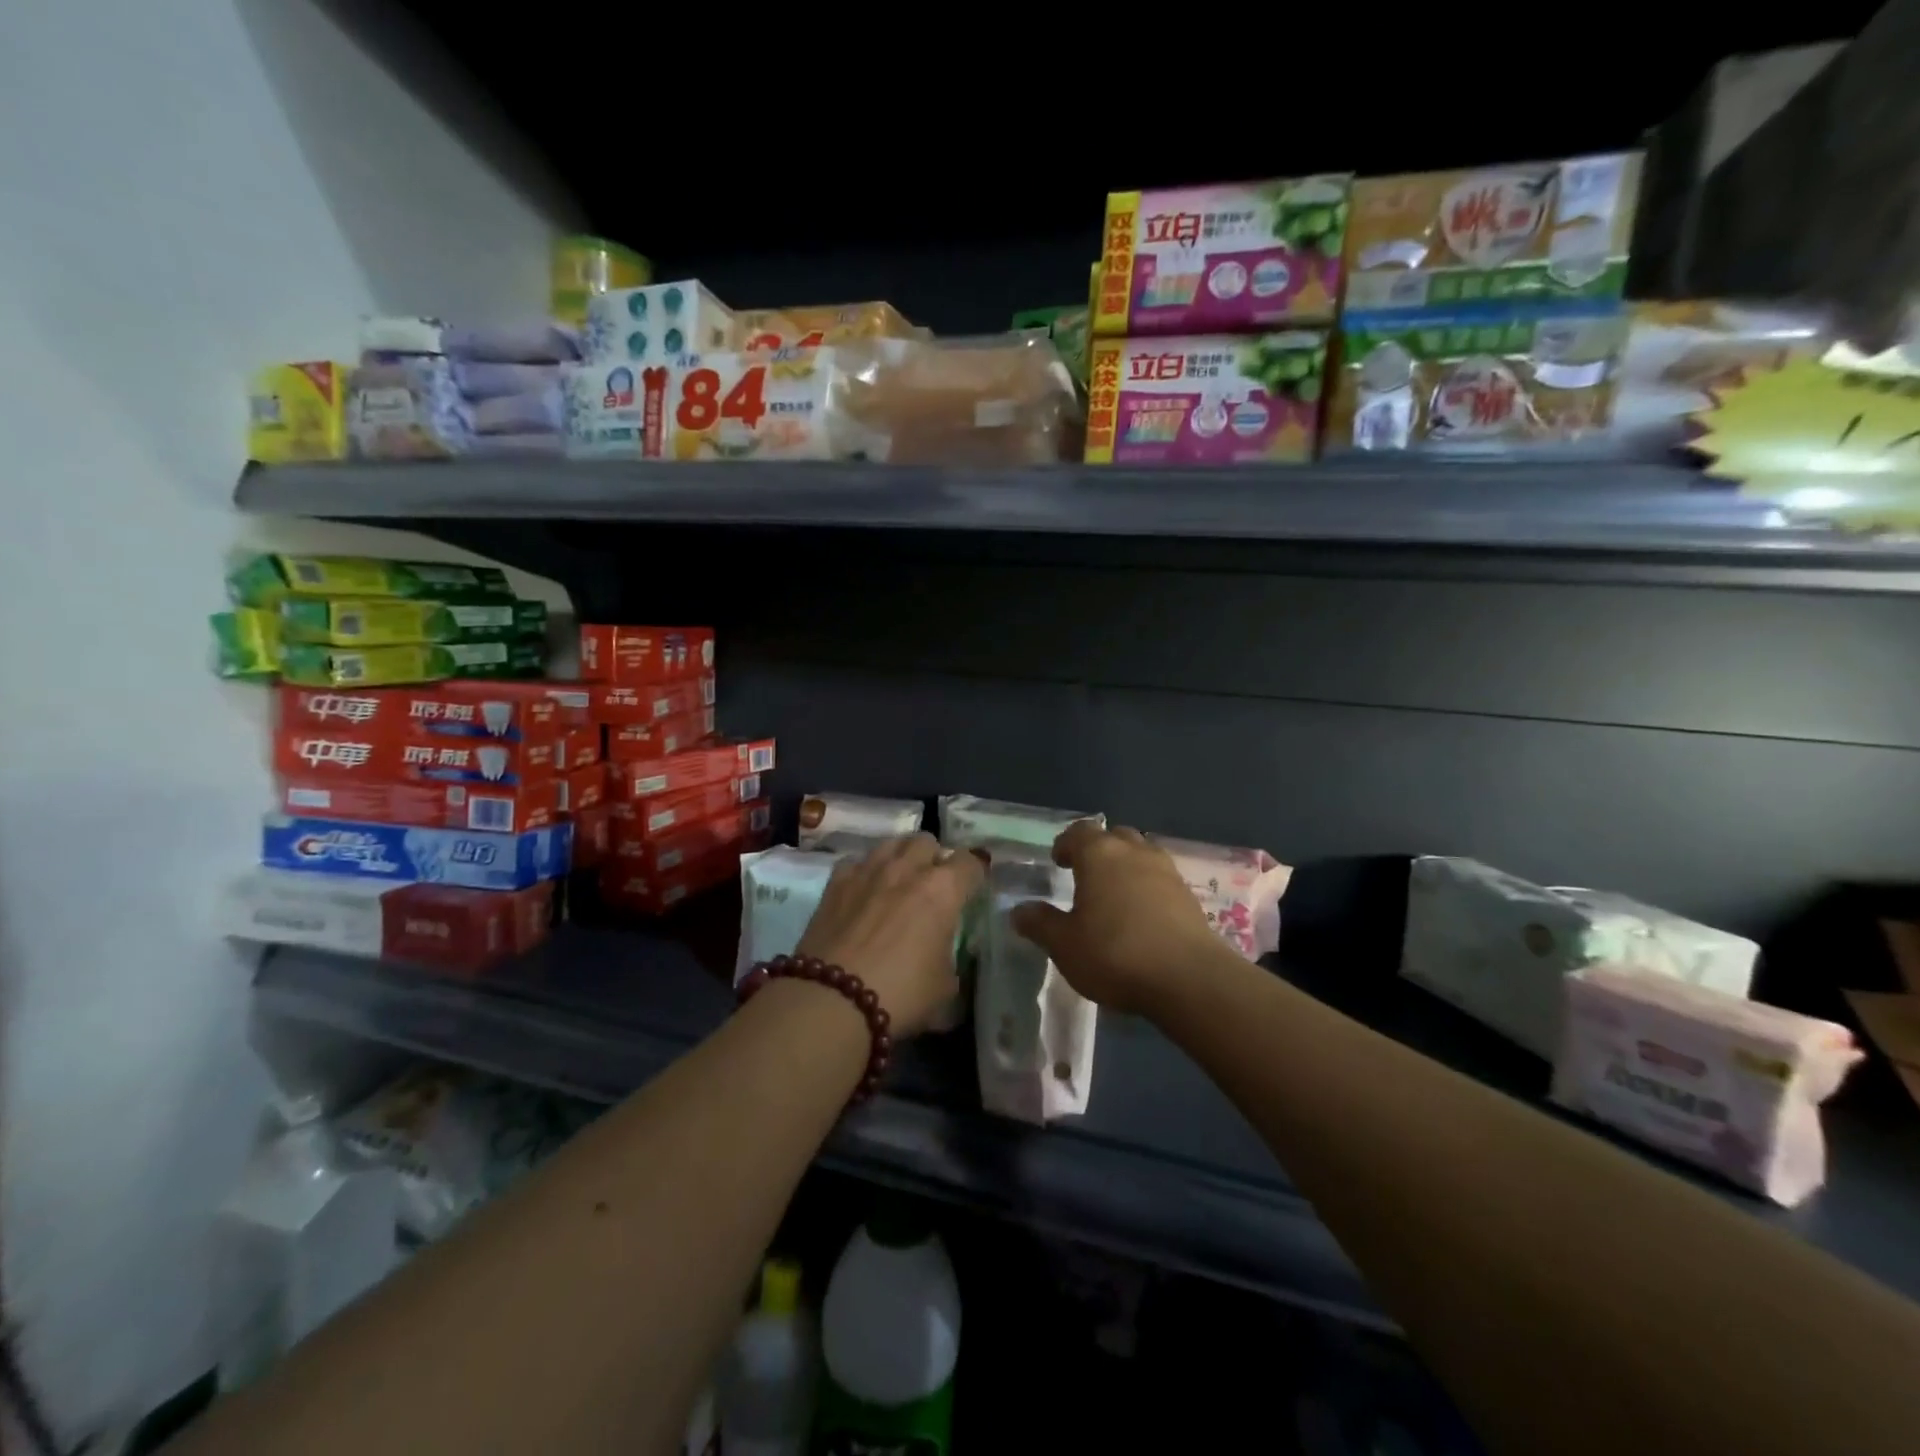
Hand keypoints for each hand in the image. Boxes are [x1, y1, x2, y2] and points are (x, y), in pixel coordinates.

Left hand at [797, 833, 983, 1036]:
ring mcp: (868, 870)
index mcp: (943, 889)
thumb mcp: (944, 987)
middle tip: (932, 886)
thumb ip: (950, 960)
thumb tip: (943, 956)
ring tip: (899, 882)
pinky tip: (864, 893)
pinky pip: (858, 862)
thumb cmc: (900, 994)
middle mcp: (907, 868)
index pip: (971, 862)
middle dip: (934, 859)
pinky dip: (866, 872)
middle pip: (927, 842)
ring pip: (892, 843)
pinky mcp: (836, 882)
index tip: (972, 890)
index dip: (975, 874)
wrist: (832, 999)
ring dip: (901, 858)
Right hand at [1010, 821, 1226, 1016]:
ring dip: (1126, 867)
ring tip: (1114, 895)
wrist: (1189, 978)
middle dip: (1098, 850)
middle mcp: (1134, 852)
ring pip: (1141, 855)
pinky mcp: (1188, 895)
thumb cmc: (1115, 954)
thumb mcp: (1065, 945)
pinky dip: (1147, 888)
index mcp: (1099, 854)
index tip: (1058, 862)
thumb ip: (1040, 924)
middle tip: (1085, 875)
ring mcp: (1166, 871)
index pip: (1079, 831)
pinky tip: (1141, 916)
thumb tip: (1018, 911)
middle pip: (1114, 836)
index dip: (1066, 843)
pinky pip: (1160, 879)